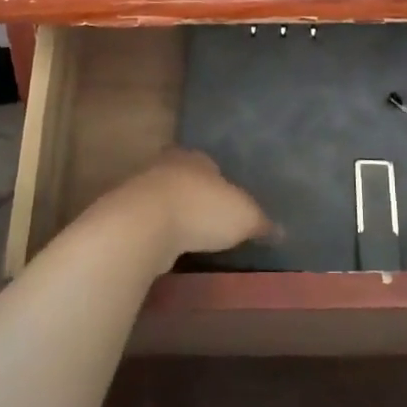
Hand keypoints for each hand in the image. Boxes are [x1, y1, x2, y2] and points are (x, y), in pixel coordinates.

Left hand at [93, 149, 273, 264]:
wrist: (143, 224)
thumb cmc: (201, 209)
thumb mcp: (244, 216)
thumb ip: (261, 222)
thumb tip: (281, 231)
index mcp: (196, 158)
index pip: (209, 163)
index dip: (219, 181)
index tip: (227, 200)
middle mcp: (167, 166)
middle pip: (184, 178)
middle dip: (194, 195)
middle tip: (209, 218)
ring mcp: (141, 189)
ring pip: (163, 199)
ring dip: (174, 215)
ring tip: (190, 237)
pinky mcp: (125, 215)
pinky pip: (148, 222)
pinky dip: (157, 233)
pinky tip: (167, 249)